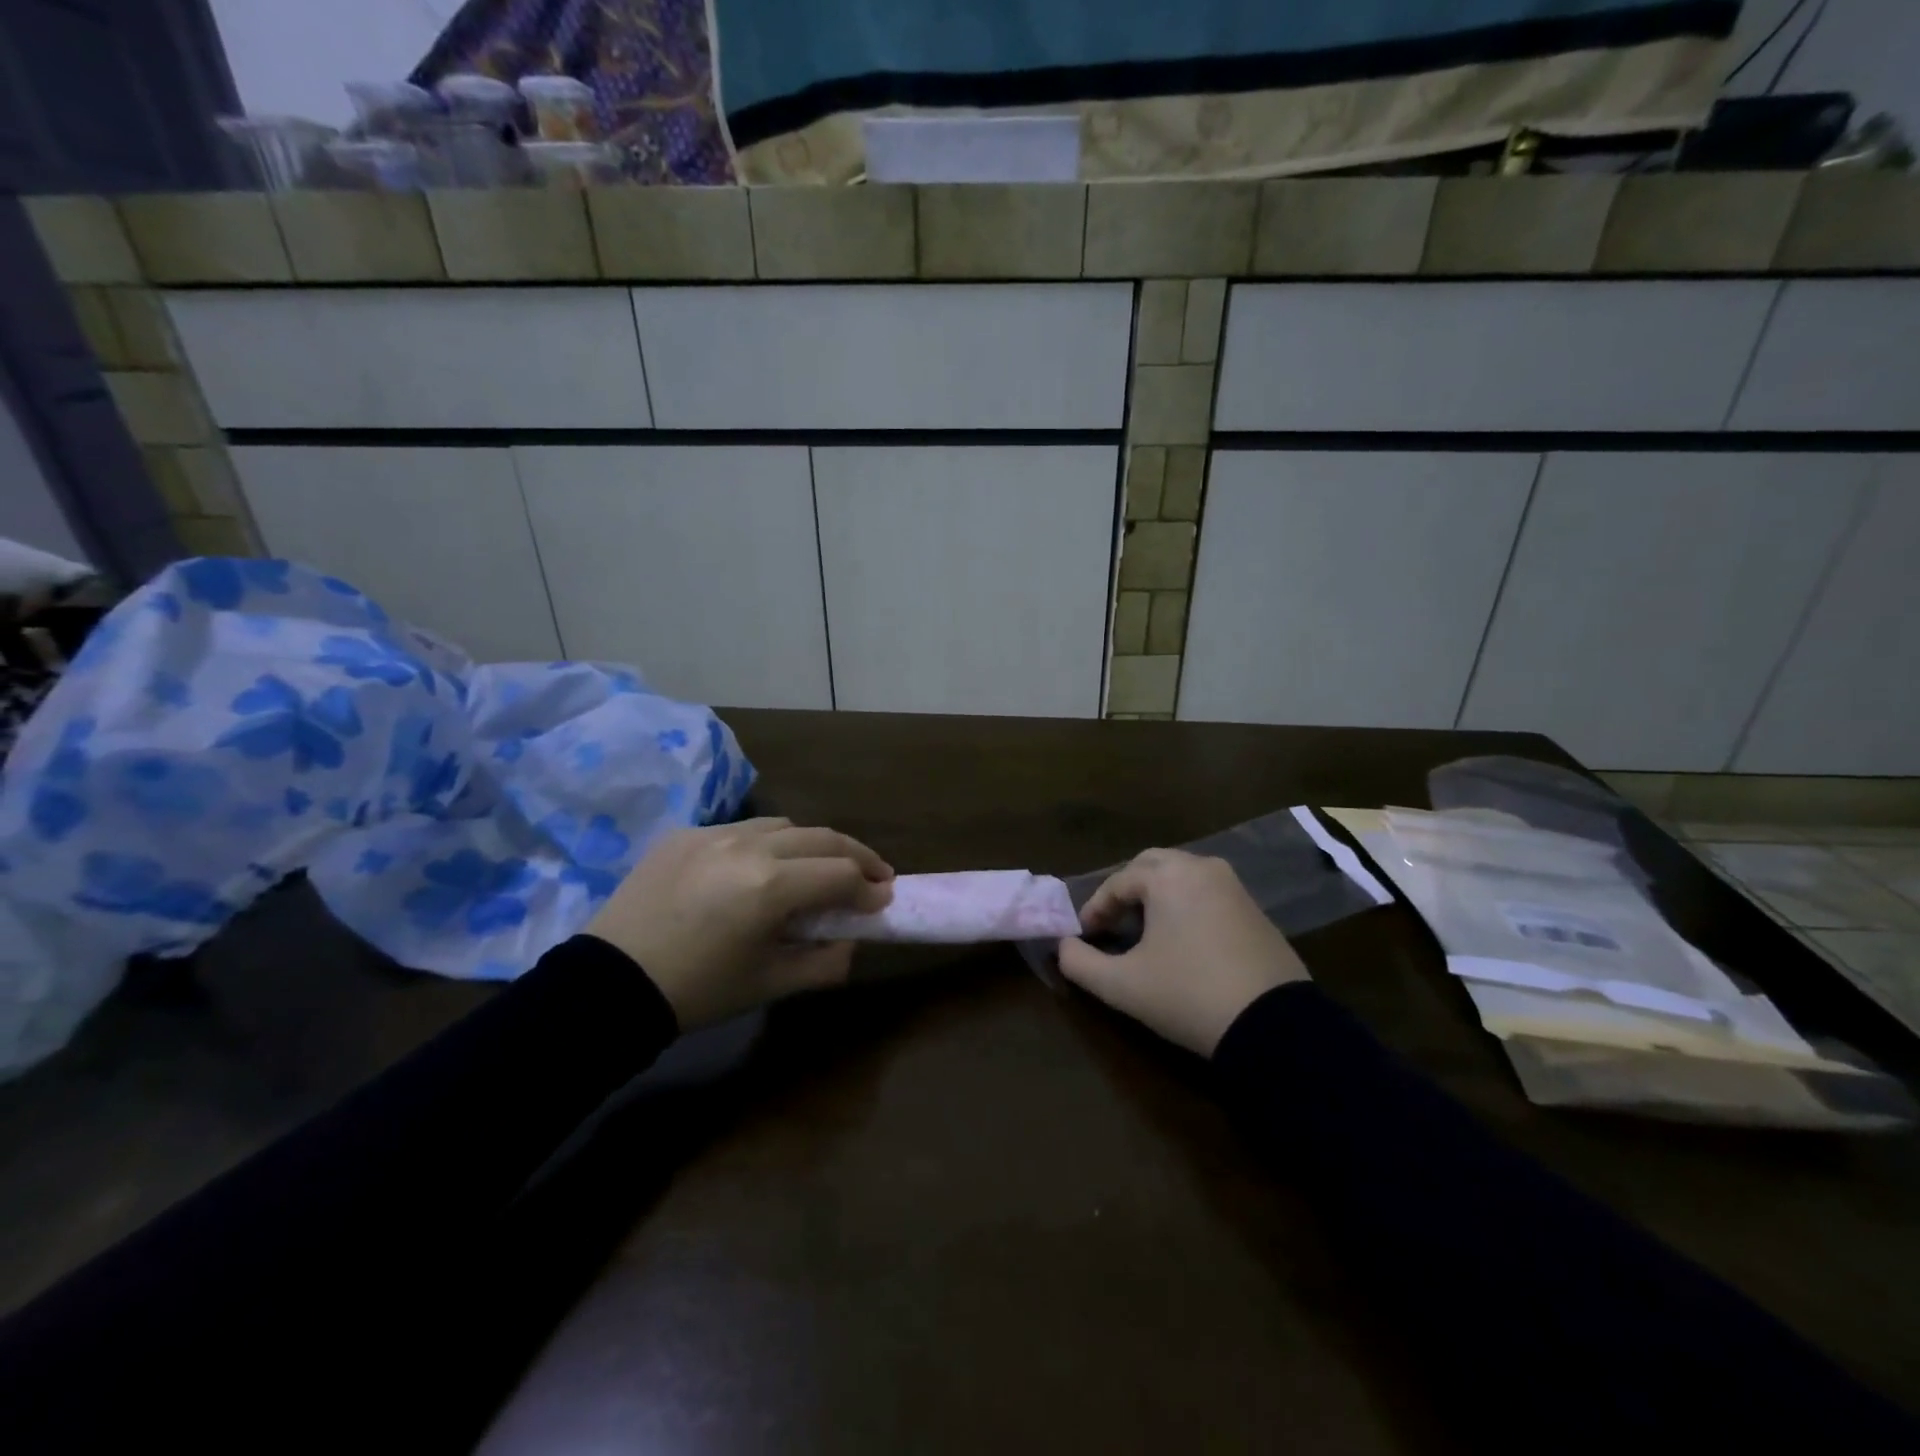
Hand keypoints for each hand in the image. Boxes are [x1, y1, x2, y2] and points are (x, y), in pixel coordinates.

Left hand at [587, 818, 893, 1029]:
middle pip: (821, 837)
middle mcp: (748, 846)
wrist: (609, 985)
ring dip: (811, 844)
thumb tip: (850, 940)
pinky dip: (766, 845)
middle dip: (855, 855)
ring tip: (818, 867)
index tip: (883, 899)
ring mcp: (714, 833)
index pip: (841, 873)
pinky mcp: (685, 833)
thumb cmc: (698, 991)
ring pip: (783, 825)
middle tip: (874, 874)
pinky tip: (758, 869)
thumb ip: (824, 962)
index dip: (870, 887)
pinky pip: (741, 829)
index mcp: (770, 886)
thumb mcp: (769, 984)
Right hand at [1057, 849, 1309, 1055]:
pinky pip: (1208, 894)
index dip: (1095, 908)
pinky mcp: (1255, 910)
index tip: (1084, 935)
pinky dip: (1186, 906)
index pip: (1118, 882)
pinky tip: (1182, 941)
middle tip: (1112, 924)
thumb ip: (1080, 963)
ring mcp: (1234, 887)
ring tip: (1144, 932)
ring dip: (1157, 897)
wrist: (1274, 1026)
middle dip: (1126, 891)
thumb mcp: (1123, 986)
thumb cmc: (1188, 995)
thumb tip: (1062, 948)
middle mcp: (1202, 868)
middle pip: (1151, 866)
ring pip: (1182, 877)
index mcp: (1168, 876)